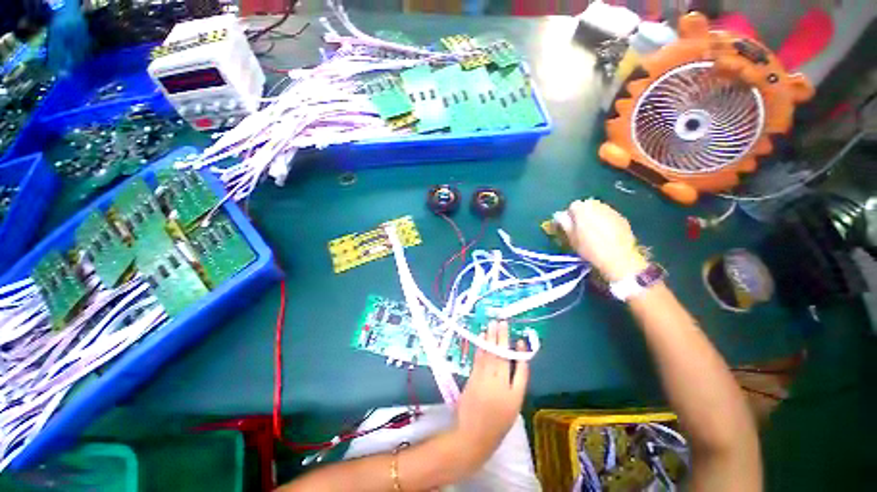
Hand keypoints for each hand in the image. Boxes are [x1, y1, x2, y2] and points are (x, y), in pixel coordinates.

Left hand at [452, 321, 528, 471]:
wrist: (473, 436)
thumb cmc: (497, 424)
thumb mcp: (513, 407)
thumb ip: (517, 383)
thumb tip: (517, 361)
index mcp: (514, 395)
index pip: (520, 370)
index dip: (520, 354)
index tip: (519, 340)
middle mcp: (500, 385)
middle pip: (502, 357)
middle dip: (502, 337)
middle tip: (502, 322)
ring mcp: (485, 380)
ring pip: (490, 355)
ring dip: (491, 338)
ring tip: (492, 324)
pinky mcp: (473, 378)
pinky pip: (479, 359)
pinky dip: (481, 346)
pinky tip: (482, 336)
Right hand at [564, 199, 647, 281]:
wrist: (619, 258)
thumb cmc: (590, 248)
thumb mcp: (571, 238)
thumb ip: (564, 223)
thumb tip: (559, 215)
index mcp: (583, 209)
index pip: (572, 206)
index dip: (569, 216)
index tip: (569, 226)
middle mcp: (598, 205)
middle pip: (586, 205)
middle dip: (582, 214)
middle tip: (580, 228)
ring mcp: (612, 211)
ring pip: (598, 210)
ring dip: (594, 217)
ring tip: (593, 232)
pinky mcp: (622, 218)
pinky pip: (609, 216)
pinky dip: (605, 221)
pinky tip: (605, 235)